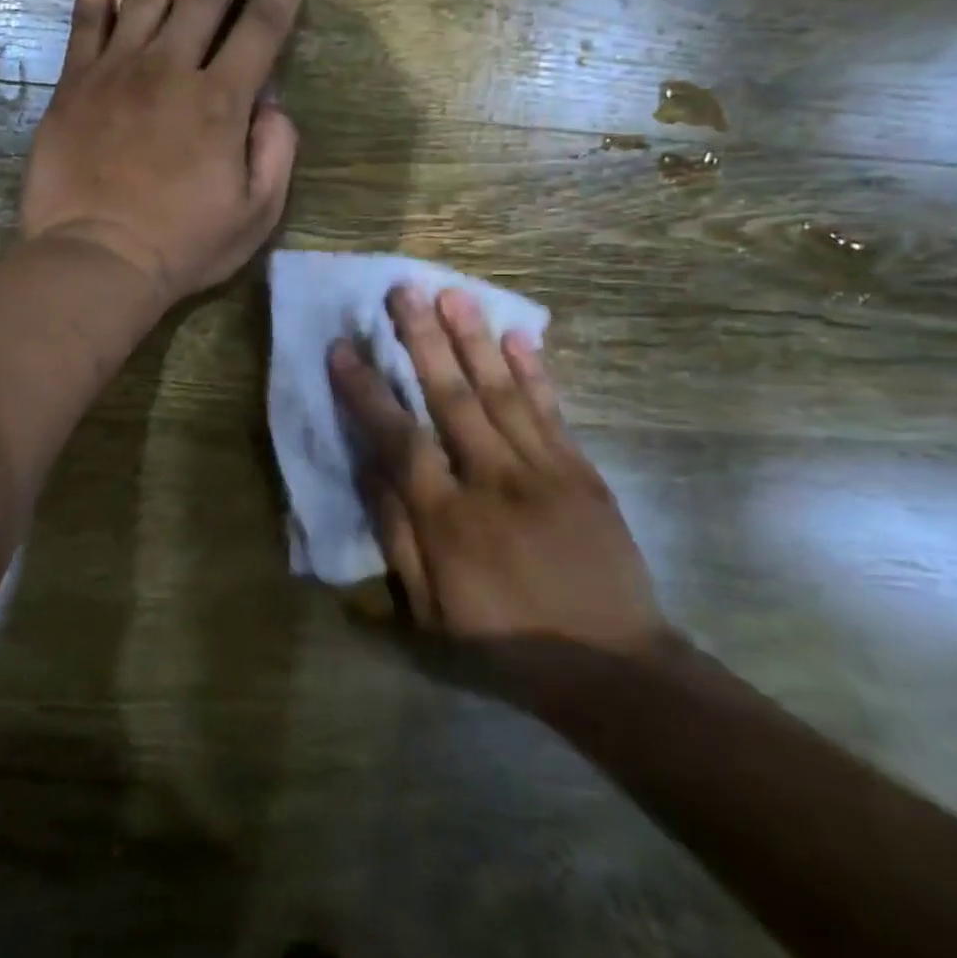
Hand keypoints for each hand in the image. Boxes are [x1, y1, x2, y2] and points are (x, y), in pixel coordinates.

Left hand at [18, 0, 303, 303]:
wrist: (97, 257)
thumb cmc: (182, 244)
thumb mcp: (255, 214)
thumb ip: (275, 154)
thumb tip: (273, 106)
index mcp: (223, 102)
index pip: (261, 33)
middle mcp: (173, 69)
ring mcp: (120, 69)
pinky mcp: (77, 81)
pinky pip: (86, 16)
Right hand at [329, 285, 665, 655]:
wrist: (614, 668)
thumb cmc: (505, 642)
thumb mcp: (430, 613)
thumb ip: (396, 538)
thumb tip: (370, 471)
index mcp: (449, 520)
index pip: (399, 440)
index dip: (367, 392)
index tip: (342, 349)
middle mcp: (494, 481)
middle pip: (452, 397)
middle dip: (423, 340)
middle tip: (403, 290)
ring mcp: (544, 471)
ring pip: (502, 392)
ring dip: (474, 340)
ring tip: (452, 294)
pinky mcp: (581, 472)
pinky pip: (552, 411)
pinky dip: (534, 370)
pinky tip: (518, 336)